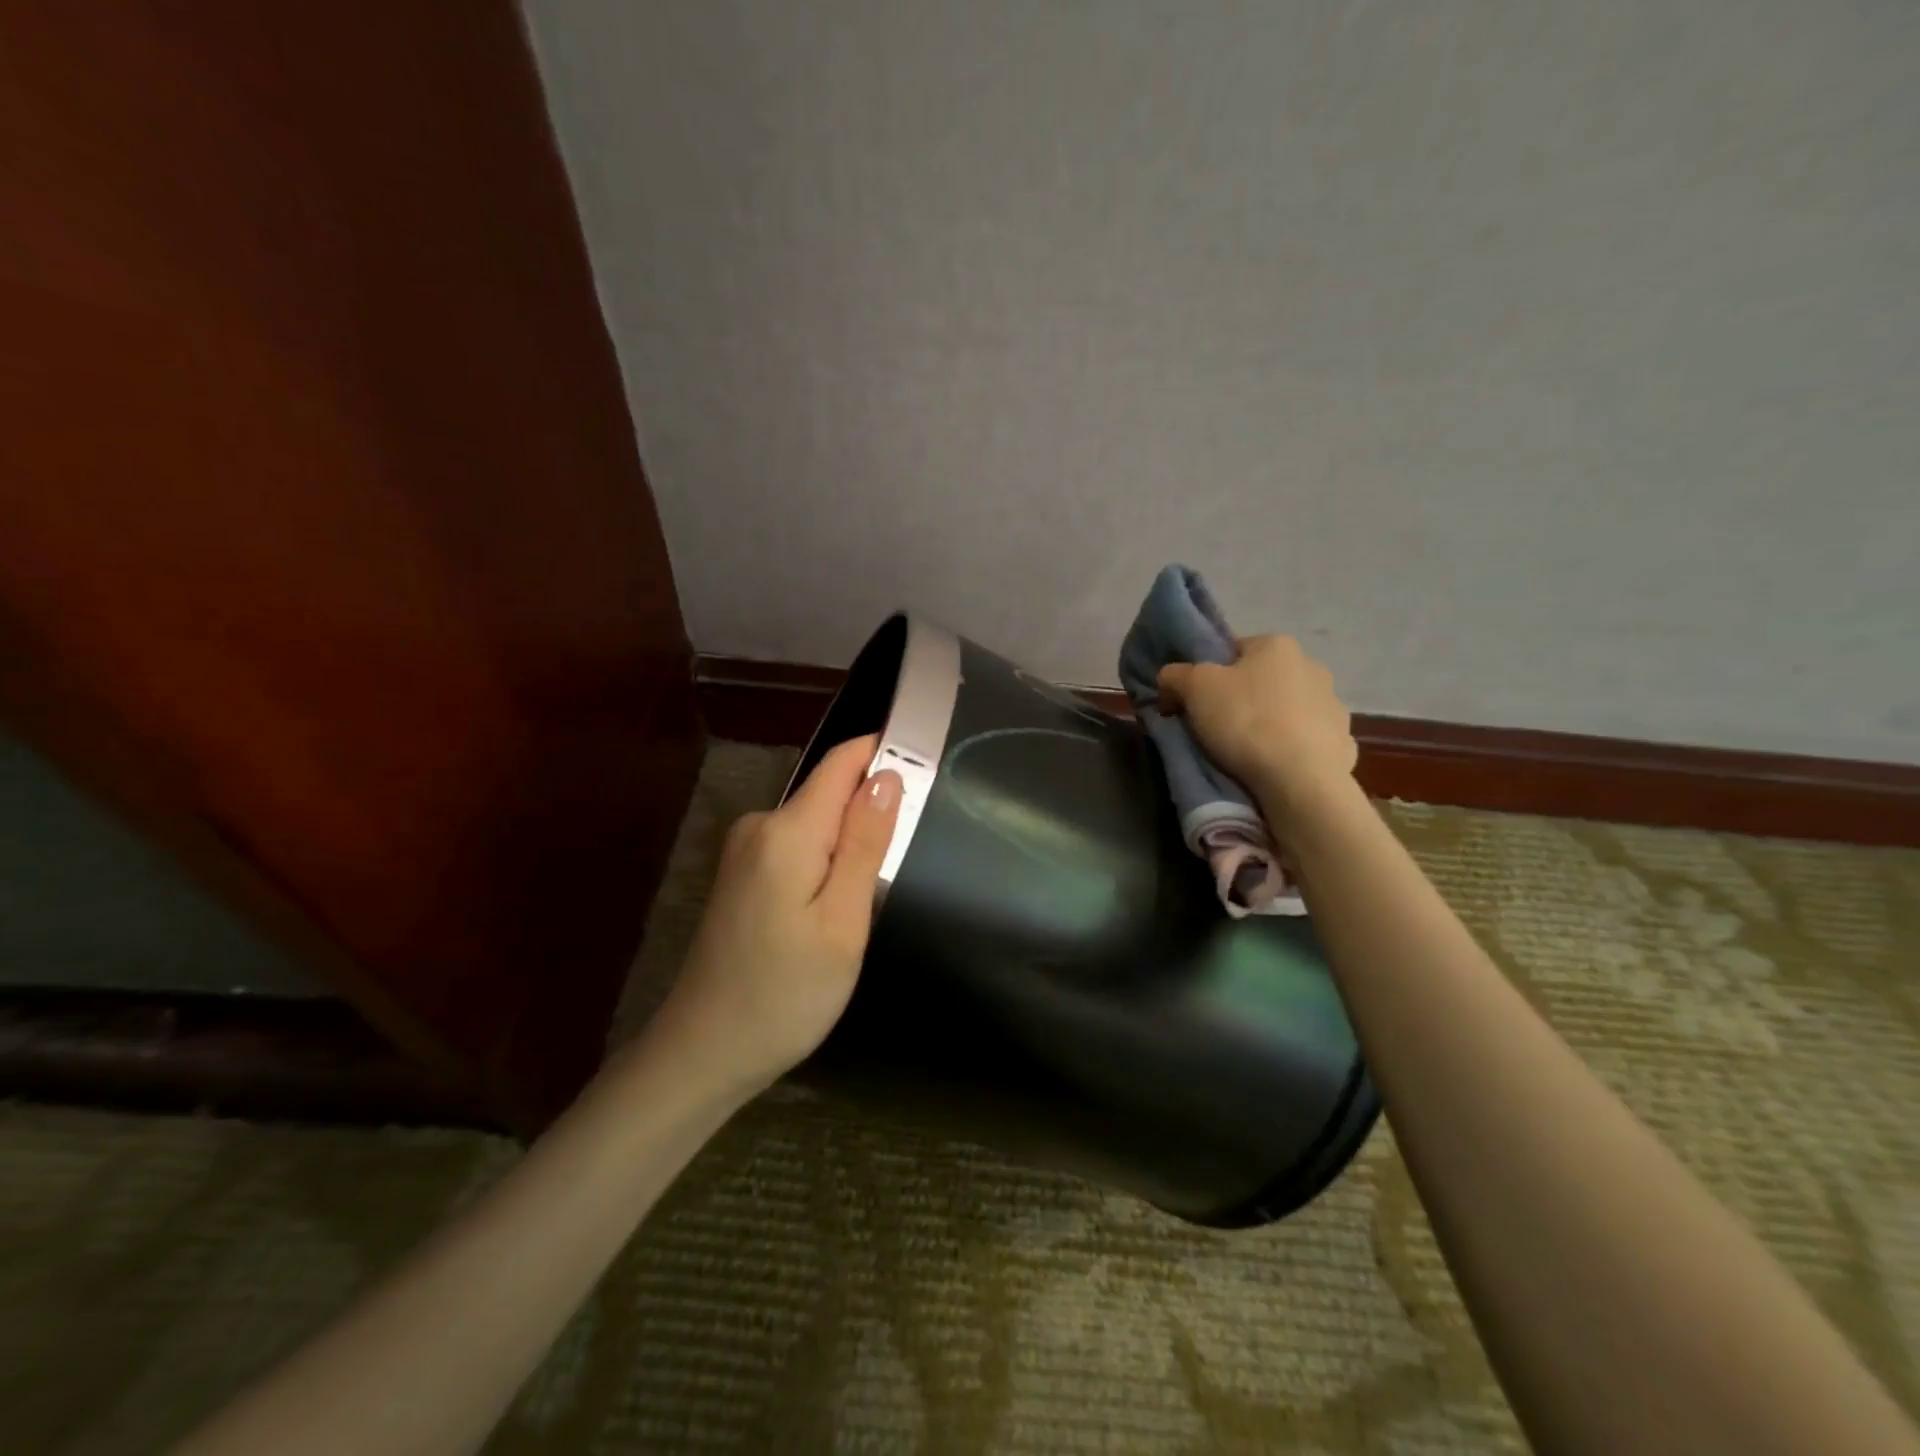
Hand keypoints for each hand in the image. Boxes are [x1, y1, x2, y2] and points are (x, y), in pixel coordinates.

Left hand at [651, 735, 901, 1098]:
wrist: (704, 1052)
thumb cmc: (785, 994)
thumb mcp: (842, 922)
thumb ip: (865, 844)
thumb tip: (888, 776)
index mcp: (787, 831)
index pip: (842, 762)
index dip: (884, 753)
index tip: (926, 770)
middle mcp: (760, 826)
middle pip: (830, 792)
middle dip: (871, 812)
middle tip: (901, 865)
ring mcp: (745, 851)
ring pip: (816, 823)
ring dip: (849, 843)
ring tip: (868, 897)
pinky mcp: (742, 875)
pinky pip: (798, 847)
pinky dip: (826, 863)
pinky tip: (832, 908)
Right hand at [1156, 635, 1357, 821]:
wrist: (1300, 779)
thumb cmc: (1245, 720)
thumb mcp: (1193, 689)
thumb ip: (1175, 675)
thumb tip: (1170, 678)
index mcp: (1276, 645)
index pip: (1232, 650)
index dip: (1208, 675)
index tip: (1194, 702)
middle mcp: (1312, 666)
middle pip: (1261, 680)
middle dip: (1241, 699)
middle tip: (1215, 727)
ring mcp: (1333, 705)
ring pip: (1287, 710)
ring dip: (1270, 723)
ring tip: (1246, 753)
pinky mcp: (1343, 741)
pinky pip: (1307, 740)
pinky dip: (1291, 749)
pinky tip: (1274, 767)